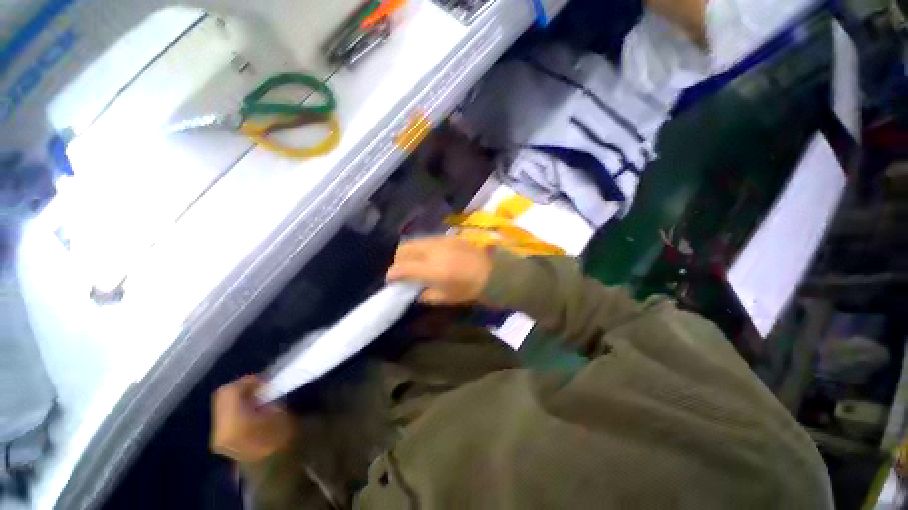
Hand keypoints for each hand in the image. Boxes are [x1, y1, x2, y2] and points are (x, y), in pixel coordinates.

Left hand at [211, 375, 293, 463]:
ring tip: (256, 395)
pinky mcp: (219, 438)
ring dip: (238, 395)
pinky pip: (223, 414)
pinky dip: (235, 405)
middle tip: (260, 384)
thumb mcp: (279, 413)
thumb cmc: (281, 438)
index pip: (232, 390)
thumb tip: (261, 386)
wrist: (273, 467)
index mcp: (234, 422)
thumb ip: (265, 397)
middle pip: (222, 395)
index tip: (265, 378)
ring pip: (221, 403)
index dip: (248, 380)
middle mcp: (219, 428)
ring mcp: (216, 435)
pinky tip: (250, 407)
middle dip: (241, 386)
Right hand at [386, 236, 491, 304]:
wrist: (493, 271)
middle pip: (404, 248)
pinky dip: (422, 248)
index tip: (391, 281)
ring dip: (409, 252)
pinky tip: (429, 257)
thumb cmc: (470, 288)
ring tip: (415, 263)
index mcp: (432, 269)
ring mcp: (440, 241)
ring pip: (415, 241)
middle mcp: (433, 251)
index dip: (392, 274)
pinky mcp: (448, 237)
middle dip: (398, 259)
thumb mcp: (447, 297)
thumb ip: (427, 295)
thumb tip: (416, 291)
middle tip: (402, 271)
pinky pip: (427, 240)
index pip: (403, 268)